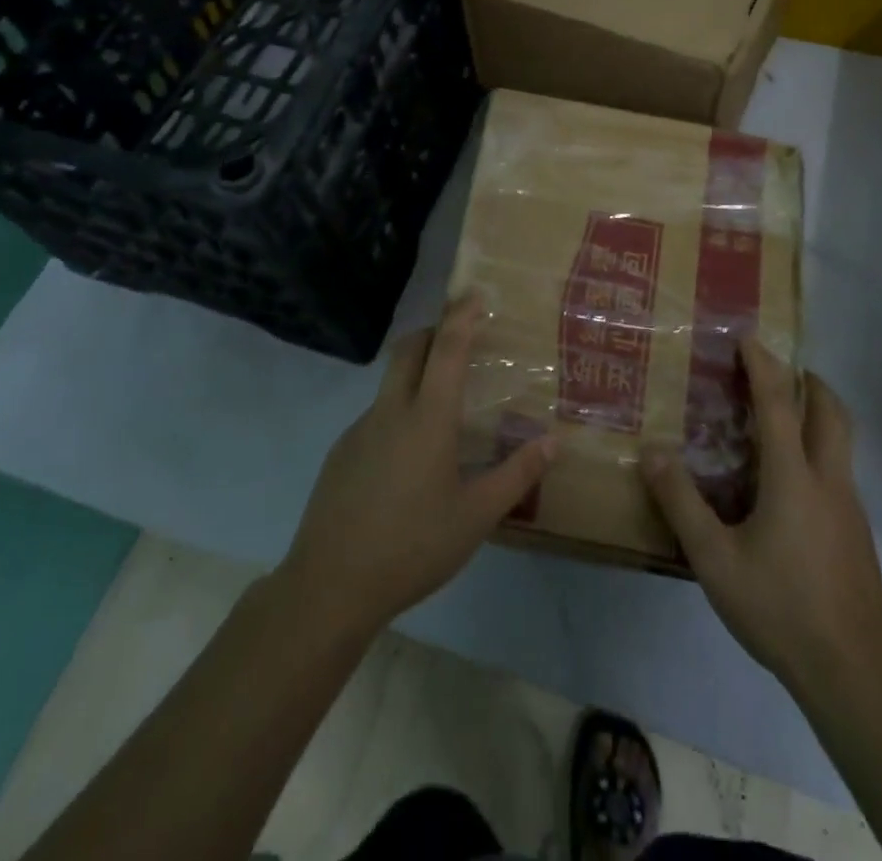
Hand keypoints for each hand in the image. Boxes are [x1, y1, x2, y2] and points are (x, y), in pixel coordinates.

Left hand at [278, 297, 554, 641]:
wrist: (329, 587)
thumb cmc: (412, 547)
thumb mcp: (476, 517)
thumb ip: (516, 475)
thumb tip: (552, 442)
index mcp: (427, 419)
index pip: (447, 349)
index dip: (461, 316)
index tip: (474, 295)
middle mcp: (390, 412)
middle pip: (408, 349)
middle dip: (433, 332)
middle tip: (459, 340)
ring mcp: (359, 431)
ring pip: (390, 384)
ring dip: (416, 375)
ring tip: (442, 412)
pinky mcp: (340, 454)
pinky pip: (375, 417)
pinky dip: (397, 414)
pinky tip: (409, 462)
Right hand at [641, 340, 881, 702]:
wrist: (854, 672)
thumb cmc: (780, 608)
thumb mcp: (715, 559)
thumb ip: (681, 503)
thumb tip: (652, 452)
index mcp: (793, 477)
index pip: (779, 404)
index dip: (763, 366)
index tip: (749, 338)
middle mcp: (829, 480)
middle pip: (831, 411)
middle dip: (809, 381)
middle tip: (781, 370)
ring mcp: (850, 507)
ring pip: (842, 441)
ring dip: (818, 414)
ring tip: (783, 418)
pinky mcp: (857, 533)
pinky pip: (839, 471)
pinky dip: (819, 450)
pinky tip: (791, 484)